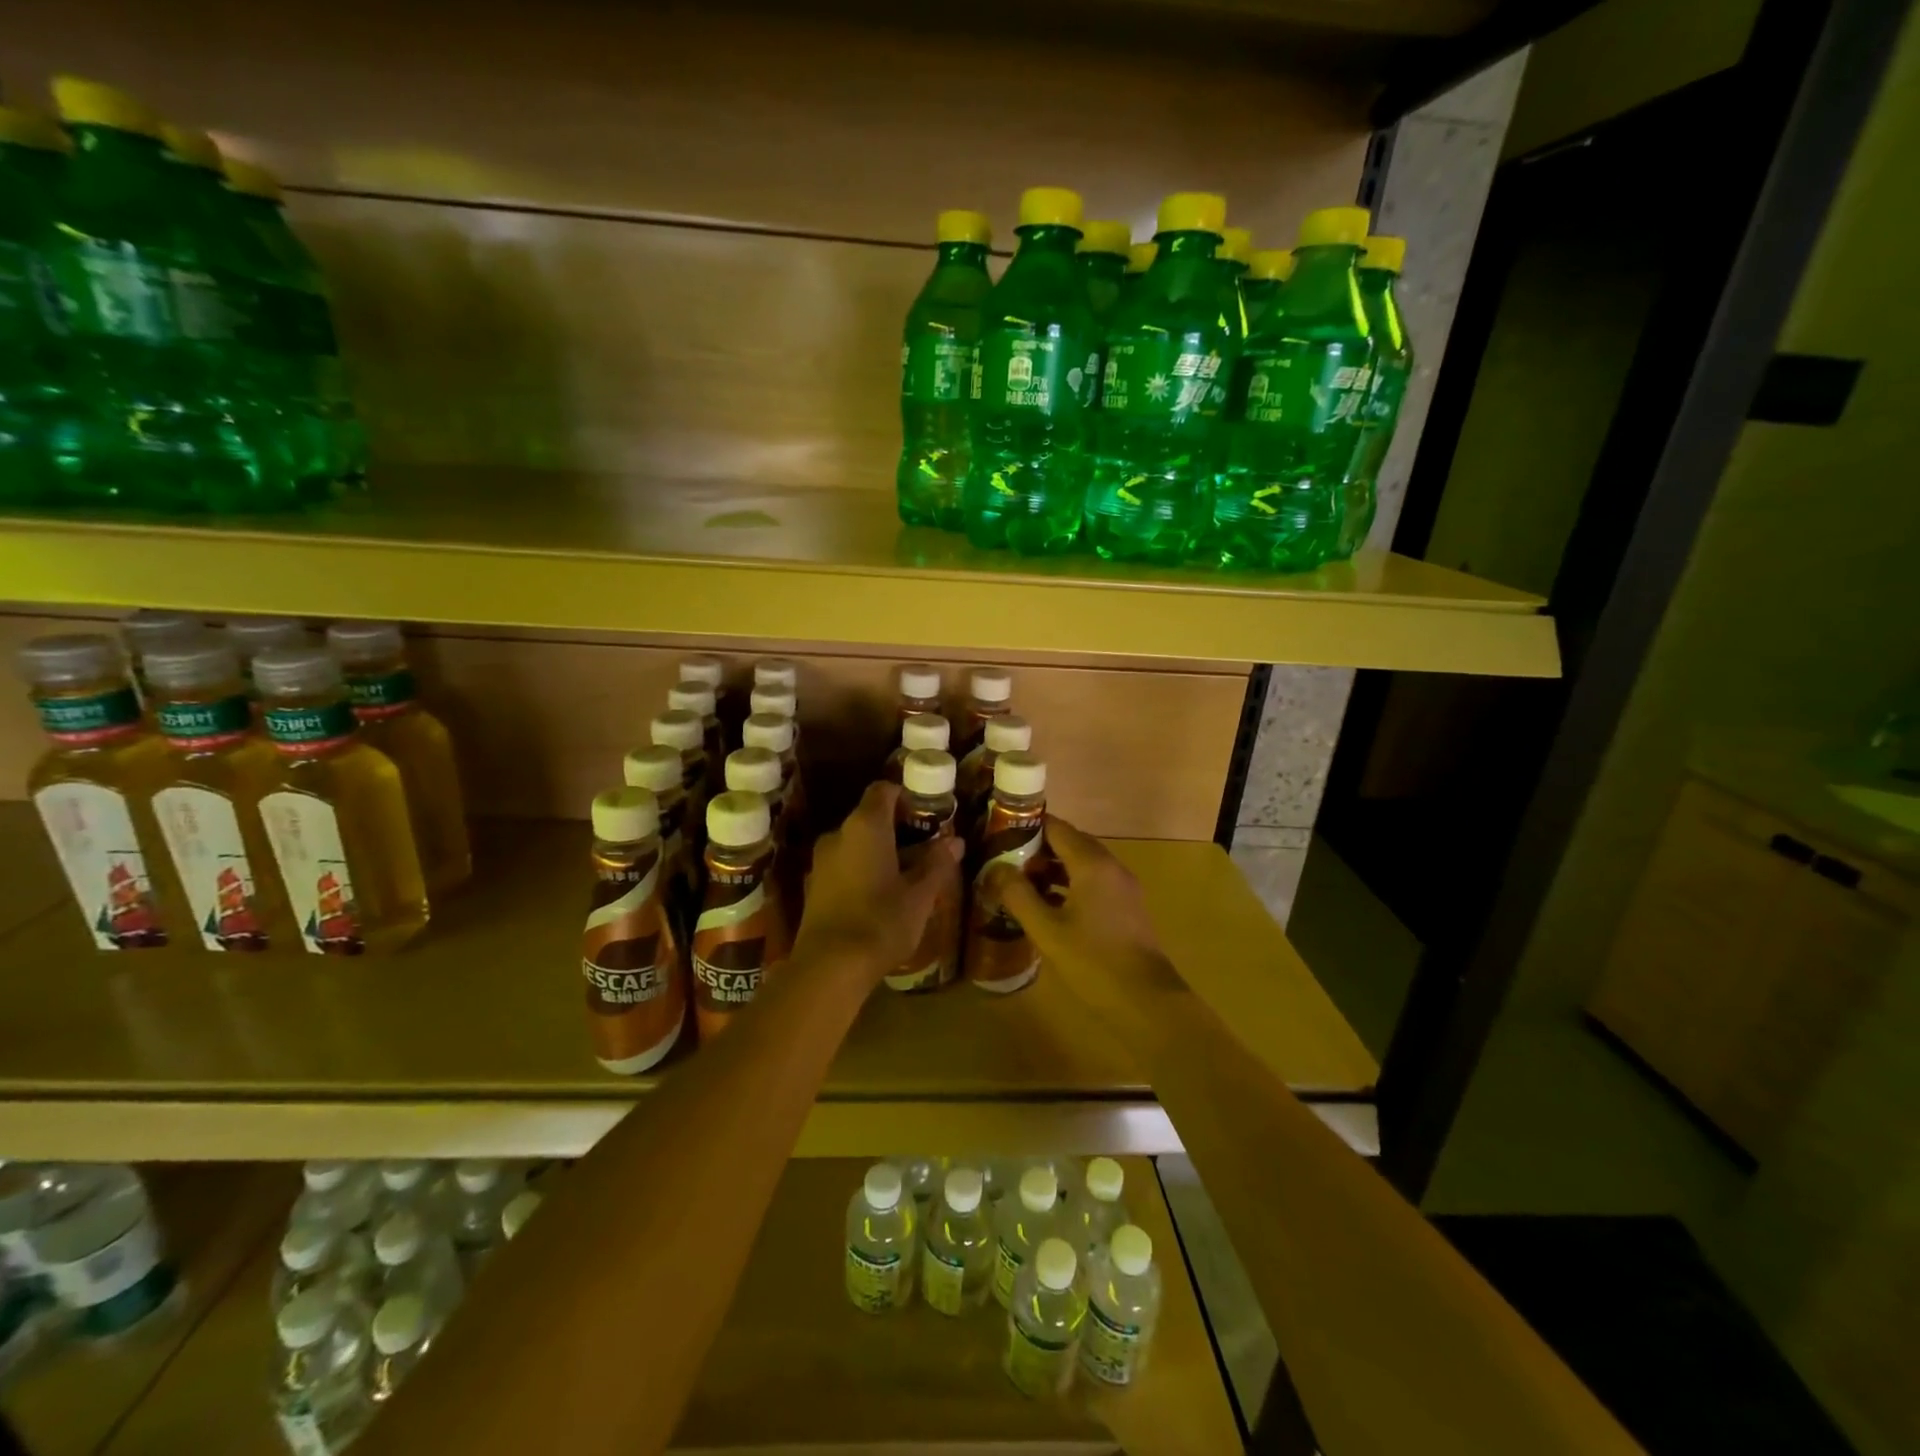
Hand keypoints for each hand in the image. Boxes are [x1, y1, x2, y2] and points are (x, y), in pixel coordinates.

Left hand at [793, 782, 963, 984]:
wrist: (828, 968)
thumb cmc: (881, 922)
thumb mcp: (920, 896)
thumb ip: (937, 864)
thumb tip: (955, 842)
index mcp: (865, 826)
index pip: (883, 790)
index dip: (905, 796)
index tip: (927, 813)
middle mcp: (838, 834)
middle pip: (869, 818)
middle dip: (897, 829)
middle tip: (925, 849)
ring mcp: (821, 861)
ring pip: (855, 844)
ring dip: (880, 852)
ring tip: (906, 877)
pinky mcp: (813, 887)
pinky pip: (843, 866)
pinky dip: (862, 871)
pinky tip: (880, 898)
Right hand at [982, 815, 1184, 1049]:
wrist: (1147, 1001)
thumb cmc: (1093, 962)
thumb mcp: (1046, 930)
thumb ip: (1018, 895)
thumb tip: (995, 869)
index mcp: (1091, 864)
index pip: (1056, 828)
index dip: (1027, 827)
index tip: (999, 835)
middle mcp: (1110, 866)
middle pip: (1070, 842)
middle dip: (1037, 849)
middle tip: (1004, 860)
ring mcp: (1122, 886)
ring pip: (1082, 863)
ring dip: (1052, 868)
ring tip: (1020, 883)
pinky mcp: (1126, 906)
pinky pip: (1093, 881)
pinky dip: (1069, 884)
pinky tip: (1048, 905)